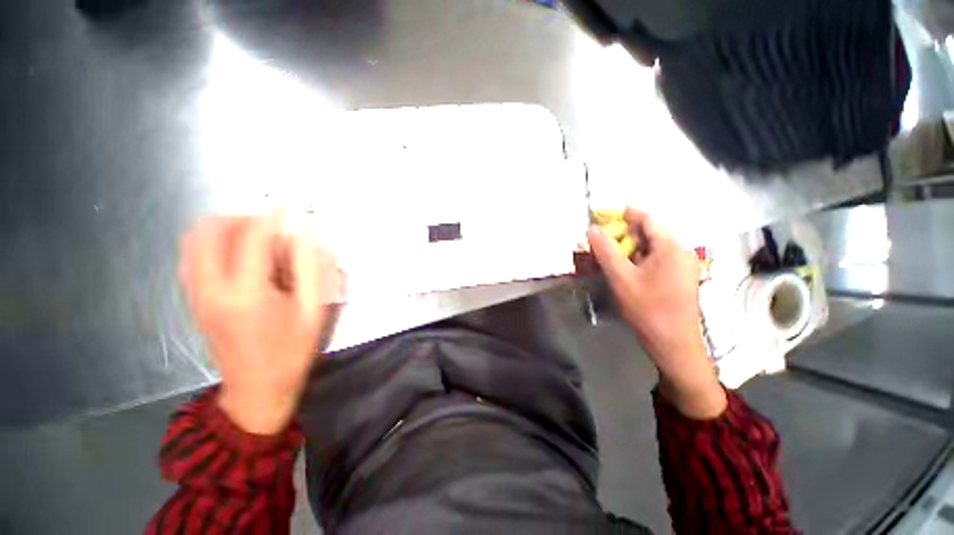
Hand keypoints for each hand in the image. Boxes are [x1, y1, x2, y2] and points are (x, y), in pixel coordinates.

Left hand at [180, 213, 340, 433]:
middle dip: (243, 217)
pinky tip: (239, 255)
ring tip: (257, 237)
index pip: (253, 237)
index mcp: (246, 293)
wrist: (256, 389)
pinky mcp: (193, 300)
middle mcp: (211, 288)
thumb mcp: (313, 310)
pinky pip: (192, 256)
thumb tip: (308, 236)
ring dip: (225, 228)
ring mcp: (196, 294)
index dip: (272, 215)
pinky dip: (212, 243)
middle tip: (273, 226)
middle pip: (211, 230)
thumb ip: (312, 269)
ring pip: (195, 240)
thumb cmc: (291, 351)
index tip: (288, 204)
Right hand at [587, 208, 725, 418]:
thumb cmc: (647, 308)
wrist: (673, 343)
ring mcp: (684, 265)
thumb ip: (605, 251)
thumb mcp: (620, 277)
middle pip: (650, 233)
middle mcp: (682, 251)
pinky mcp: (681, 277)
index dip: (624, 215)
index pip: (647, 219)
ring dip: (630, 248)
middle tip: (602, 240)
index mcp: (671, 247)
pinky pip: (658, 259)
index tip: (603, 217)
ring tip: (610, 255)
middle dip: (624, 234)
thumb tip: (592, 229)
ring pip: (652, 247)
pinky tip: (626, 269)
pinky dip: (639, 259)